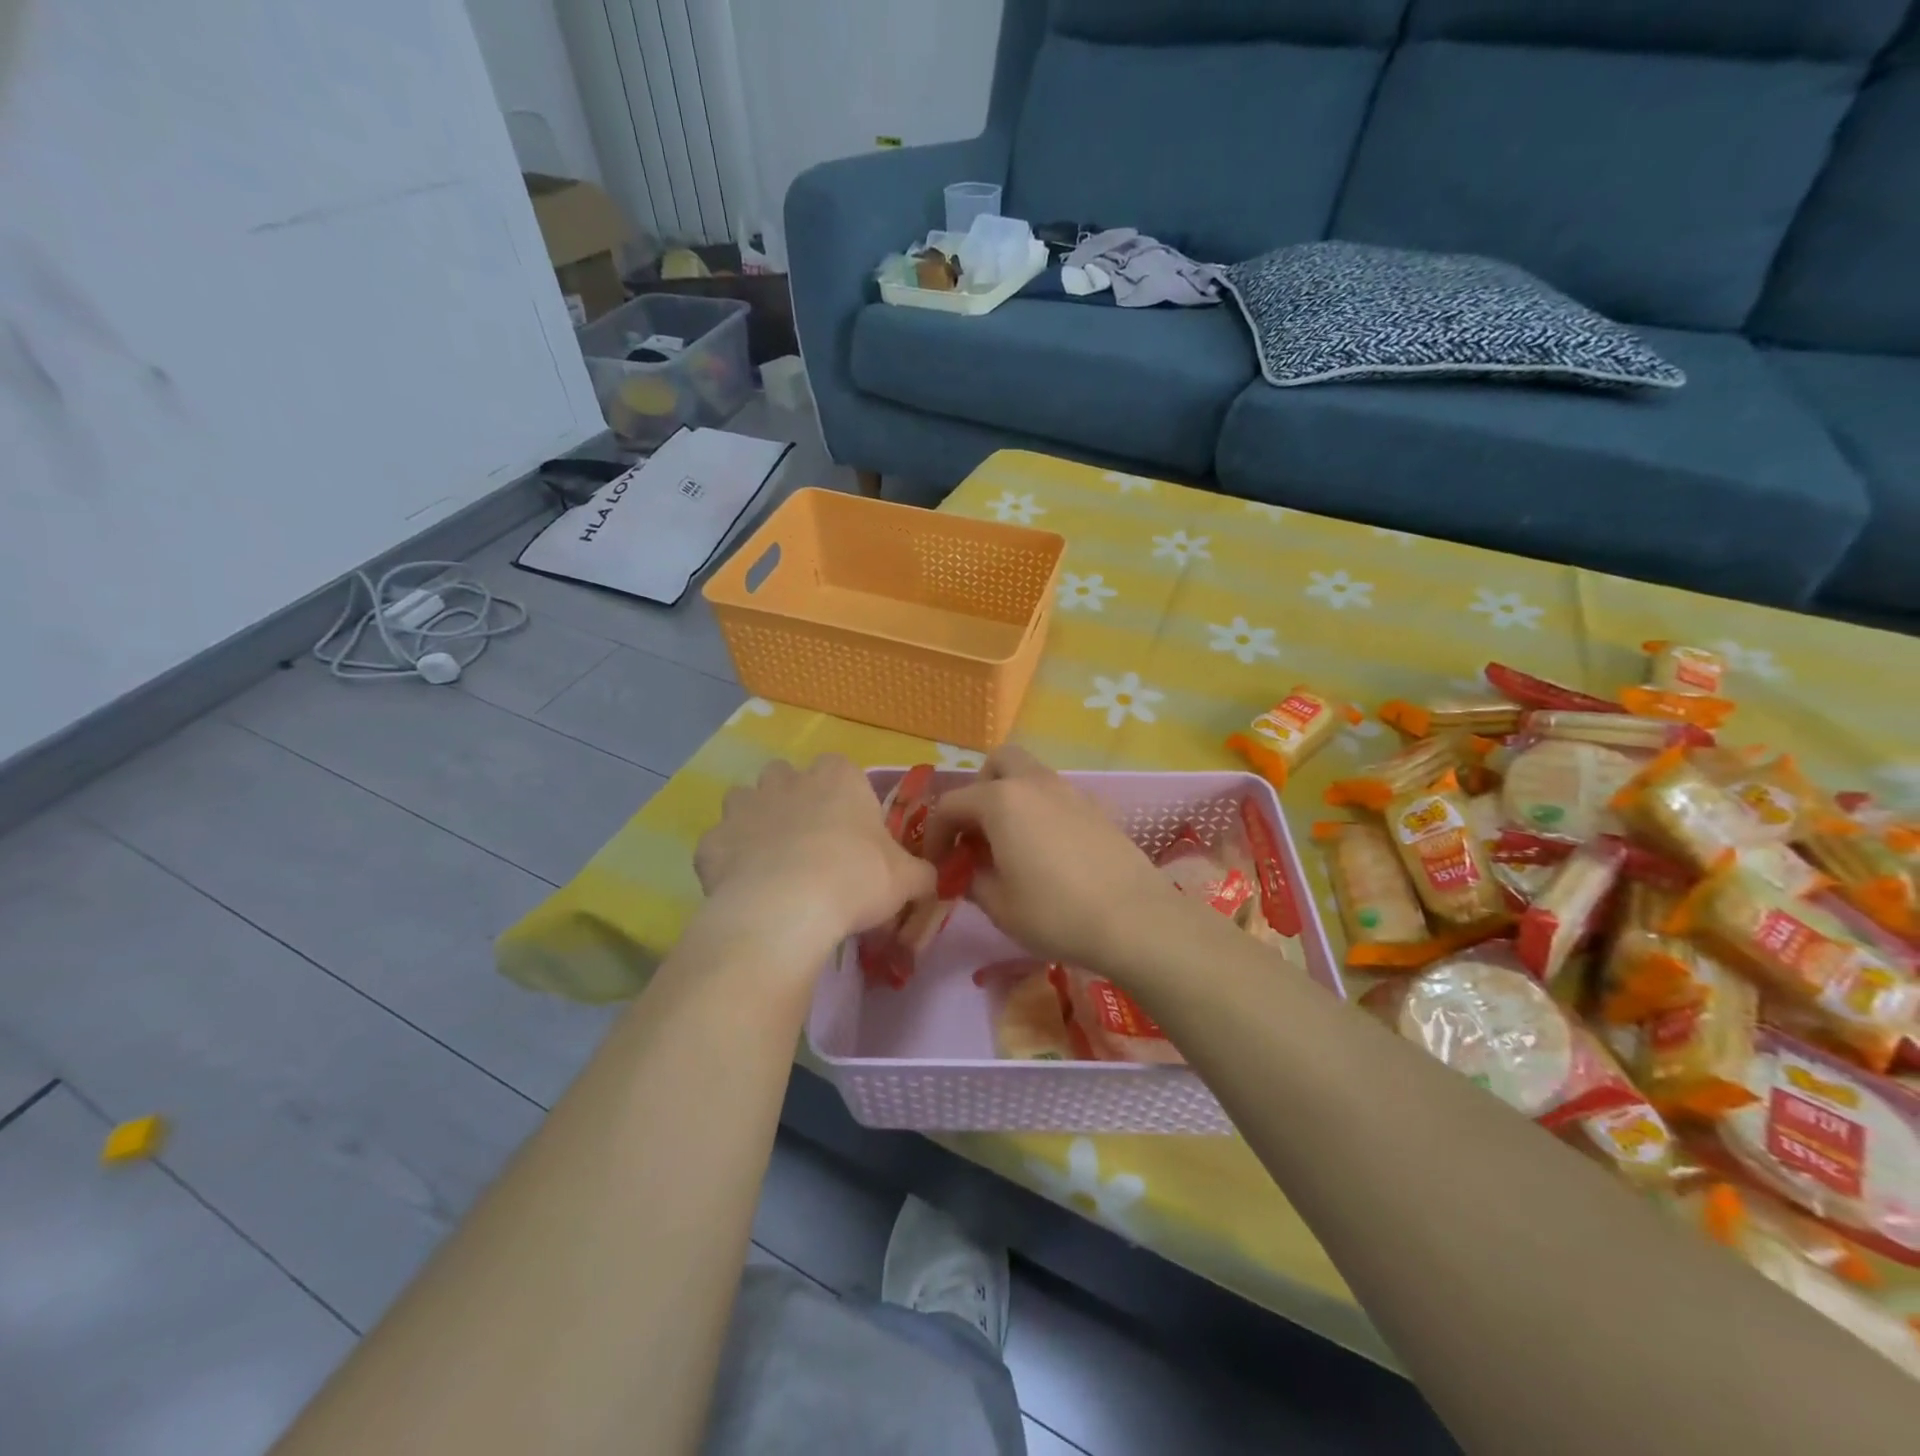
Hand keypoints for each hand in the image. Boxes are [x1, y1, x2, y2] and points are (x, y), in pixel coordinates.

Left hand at [694, 756, 935, 952]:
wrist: (787, 909)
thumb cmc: (856, 879)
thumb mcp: (906, 879)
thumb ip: (921, 873)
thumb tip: (934, 879)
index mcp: (837, 778)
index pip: (840, 768)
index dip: (845, 796)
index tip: (852, 829)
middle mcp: (787, 780)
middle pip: (785, 776)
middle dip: (793, 798)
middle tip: (810, 841)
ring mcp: (744, 807)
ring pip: (744, 800)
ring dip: (755, 821)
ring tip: (772, 861)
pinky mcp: (712, 842)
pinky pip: (720, 844)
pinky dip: (729, 860)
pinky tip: (743, 888)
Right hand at [923, 746, 1178, 968]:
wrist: (1135, 920)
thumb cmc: (1055, 913)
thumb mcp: (998, 905)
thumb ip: (971, 879)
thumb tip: (964, 870)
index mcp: (1001, 800)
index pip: (951, 804)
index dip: (936, 834)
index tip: (938, 864)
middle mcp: (1034, 783)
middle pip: (996, 764)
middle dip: (978, 792)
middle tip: (978, 834)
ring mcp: (1070, 791)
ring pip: (1029, 776)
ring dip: (1010, 800)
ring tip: (1011, 846)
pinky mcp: (1096, 807)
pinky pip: (1055, 796)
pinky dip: (1040, 811)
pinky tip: (1048, 853)